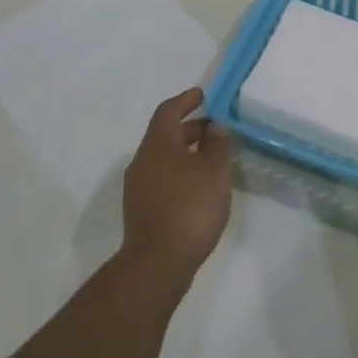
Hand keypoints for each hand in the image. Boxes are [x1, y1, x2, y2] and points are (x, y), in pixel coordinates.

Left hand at [120, 87, 234, 295]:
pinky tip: (200, 186)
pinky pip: (163, 178)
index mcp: (158, 144)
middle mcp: (143, 160)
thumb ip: (217, 144)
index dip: (186, 100)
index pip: (169, 110)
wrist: (158, 262)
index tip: (204, 95)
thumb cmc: (190, 207)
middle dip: (192, 128)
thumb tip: (214, 126)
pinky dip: (181, 172)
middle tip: (218, 129)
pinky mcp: (142, 208)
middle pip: (166, 134)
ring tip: (214, 158)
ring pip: (165, 158)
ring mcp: (139, 186)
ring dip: (187, 152)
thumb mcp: (214, 171)